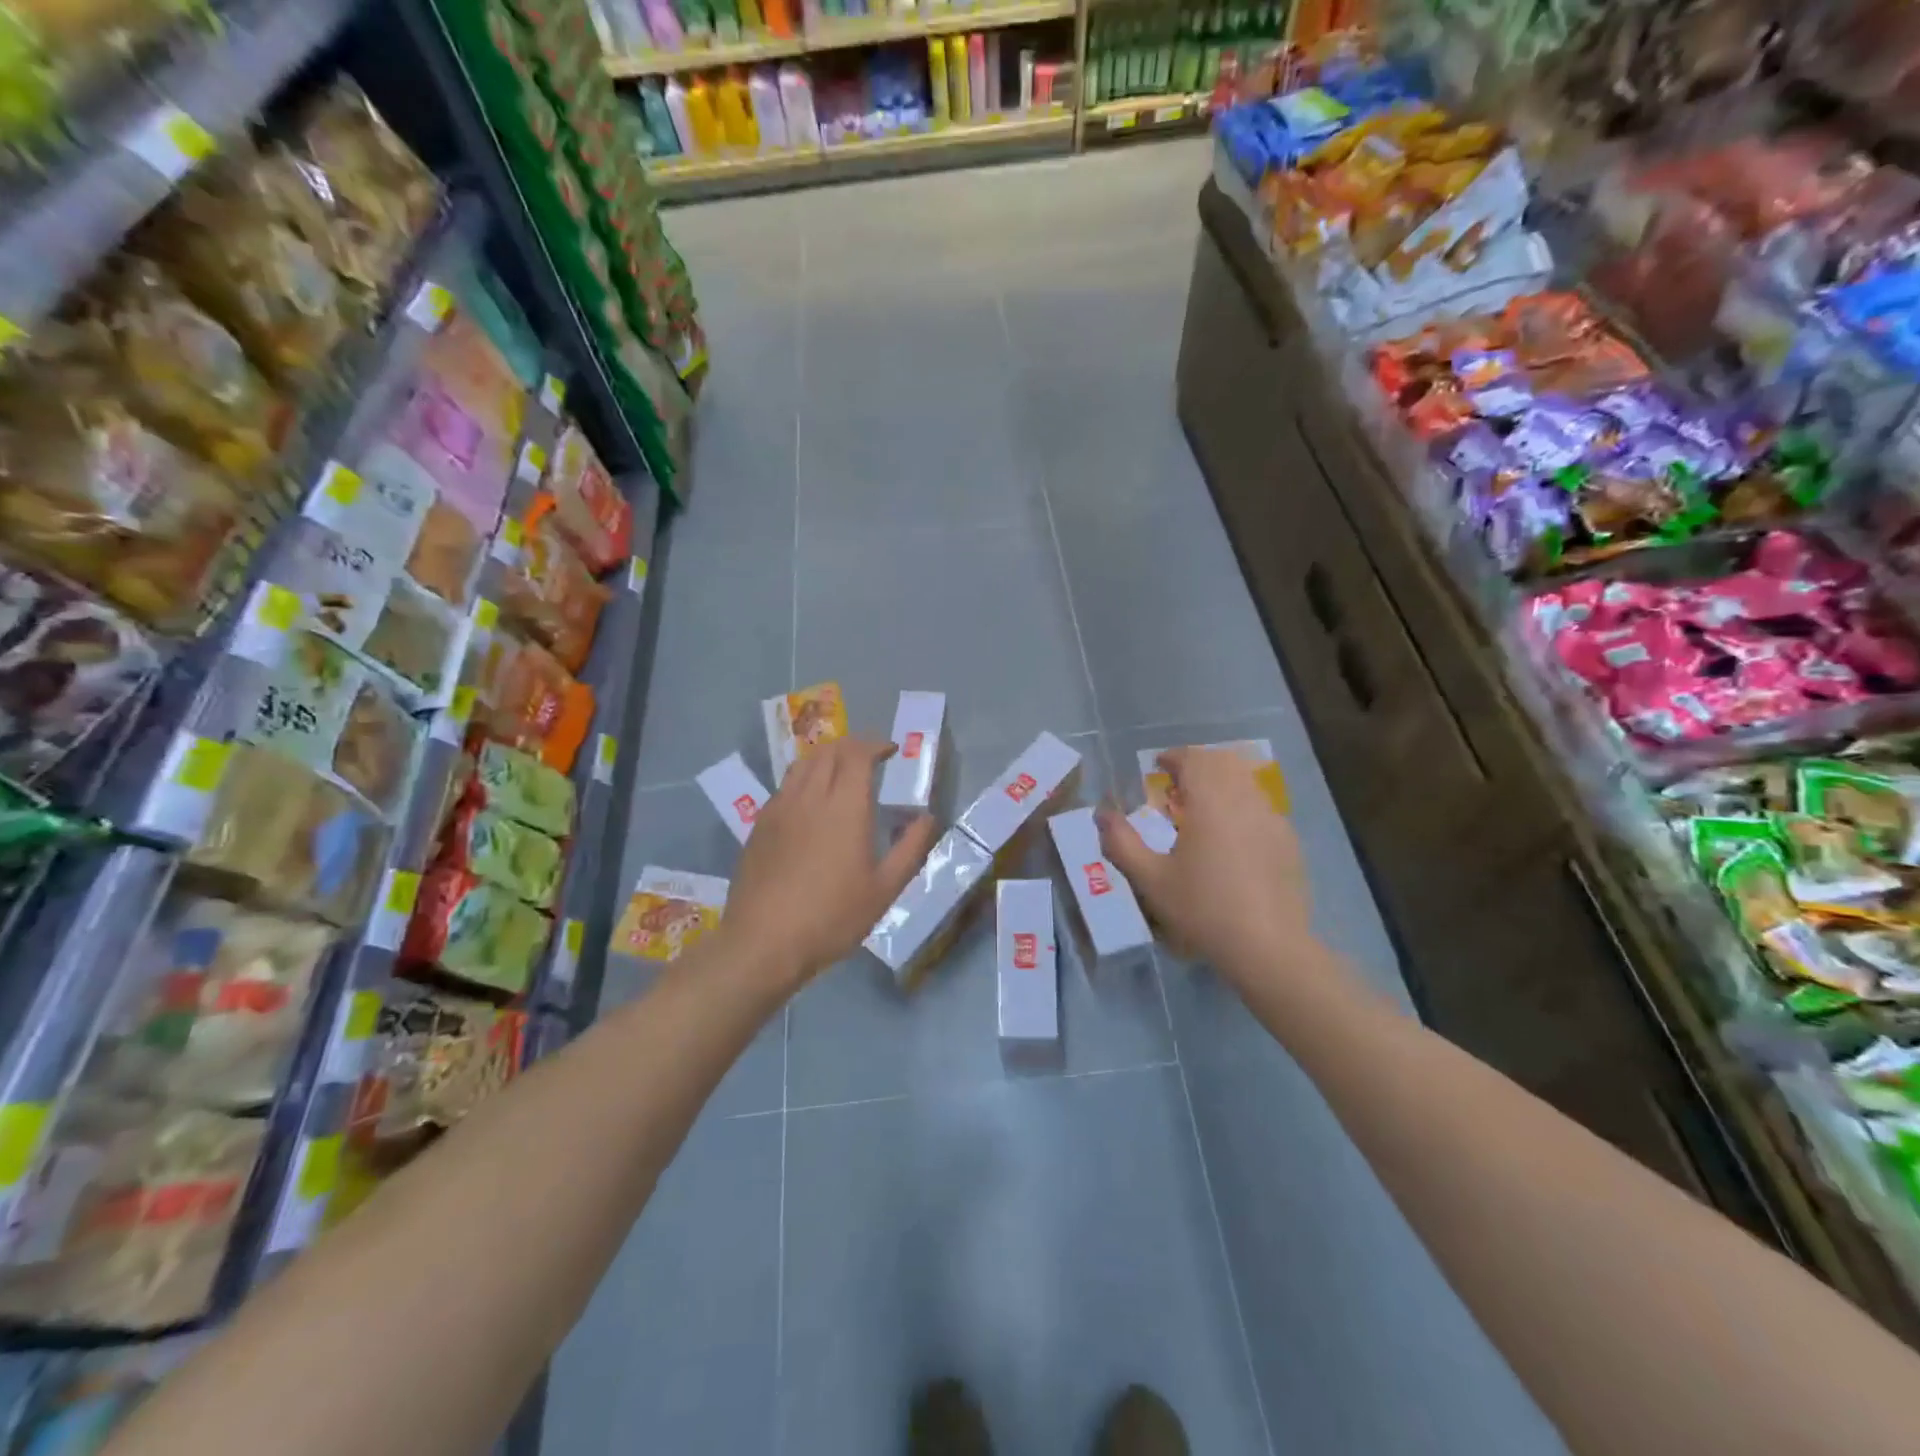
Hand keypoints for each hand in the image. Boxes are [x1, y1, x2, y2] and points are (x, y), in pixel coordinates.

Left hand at [722, 736, 937, 989]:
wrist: (763, 942)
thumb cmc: (832, 917)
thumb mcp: (884, 890)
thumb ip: (910, 848)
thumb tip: (927, 818)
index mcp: (845, 807)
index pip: (858, 753)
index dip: (875, 744)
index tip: (890, 751)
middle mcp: (810, 796)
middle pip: (829, 751)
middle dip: (853, 746)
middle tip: (870, 758)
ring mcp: (780, 808)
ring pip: (803, 764)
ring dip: (826, 758)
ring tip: (840, 773)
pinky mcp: (760, 825)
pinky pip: (785, 786)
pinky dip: (804, 779)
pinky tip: (810, 803)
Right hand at [1099, 746, 1316, 984]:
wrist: (1267, 948)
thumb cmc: (1202, 909)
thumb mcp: (1150, 879)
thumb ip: (1121, 842)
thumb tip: (1102, 813)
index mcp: (1210, 802)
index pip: (1194, 759)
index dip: (1173, 757)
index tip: (1157, 768)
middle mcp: (1245, 800)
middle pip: (1223, 762)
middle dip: (1198, 764)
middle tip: (1176, 785)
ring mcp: (1272, 819)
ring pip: (1246, 781)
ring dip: (1221, 783)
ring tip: (1201, 810)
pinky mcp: (1288, 841)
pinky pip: (1261, 807)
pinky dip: (1241, 805)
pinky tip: (1230, 838)